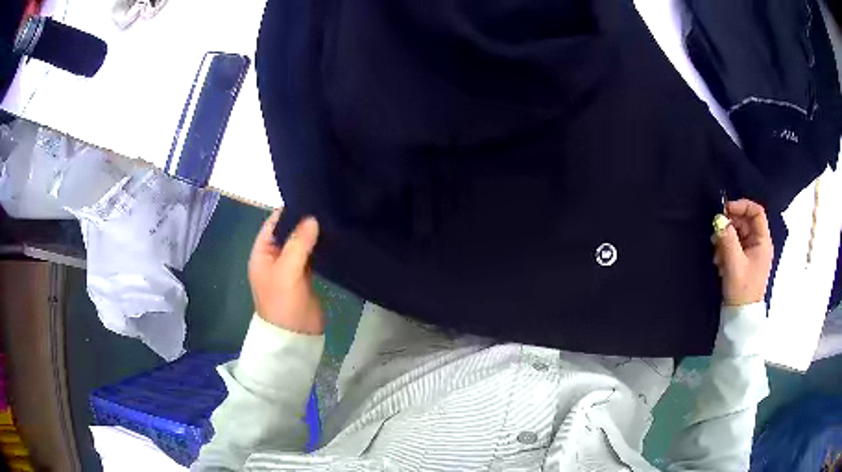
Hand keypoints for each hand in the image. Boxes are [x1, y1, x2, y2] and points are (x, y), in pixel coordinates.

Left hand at [248, 209, 323, 333]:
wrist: (295, 335)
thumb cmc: (283, 302)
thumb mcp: (287, 271)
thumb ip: (298, 243)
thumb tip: (312, 218)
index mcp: (262, 253)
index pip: (273, 223)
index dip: (289, 211)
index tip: (310, 198)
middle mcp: (274, 256)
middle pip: (288, 232)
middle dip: (304, 220)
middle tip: (327, 205)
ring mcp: (290, 266)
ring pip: (301, 243)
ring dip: (313, 233)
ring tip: (333, 216)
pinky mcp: (305, 275)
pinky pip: (311, 255)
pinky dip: (319, 247)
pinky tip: (333, 236)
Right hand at [712, 199, 773, 306]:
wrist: (741, 318)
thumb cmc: (742, 290)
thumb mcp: (734, 264)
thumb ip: (727, 239)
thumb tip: (718, 219)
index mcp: (762, 242)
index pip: (756, 212)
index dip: (741, 206)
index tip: (725, 211)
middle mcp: (759, 244)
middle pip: (744, 222)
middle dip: (729, 225)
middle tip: (716, 235)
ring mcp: (751, 253)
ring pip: (737, 234)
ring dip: (725, 239)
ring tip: (716, 253)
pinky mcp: (744, 261)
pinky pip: (734, 246)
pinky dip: (725, 249)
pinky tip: (719, 261)